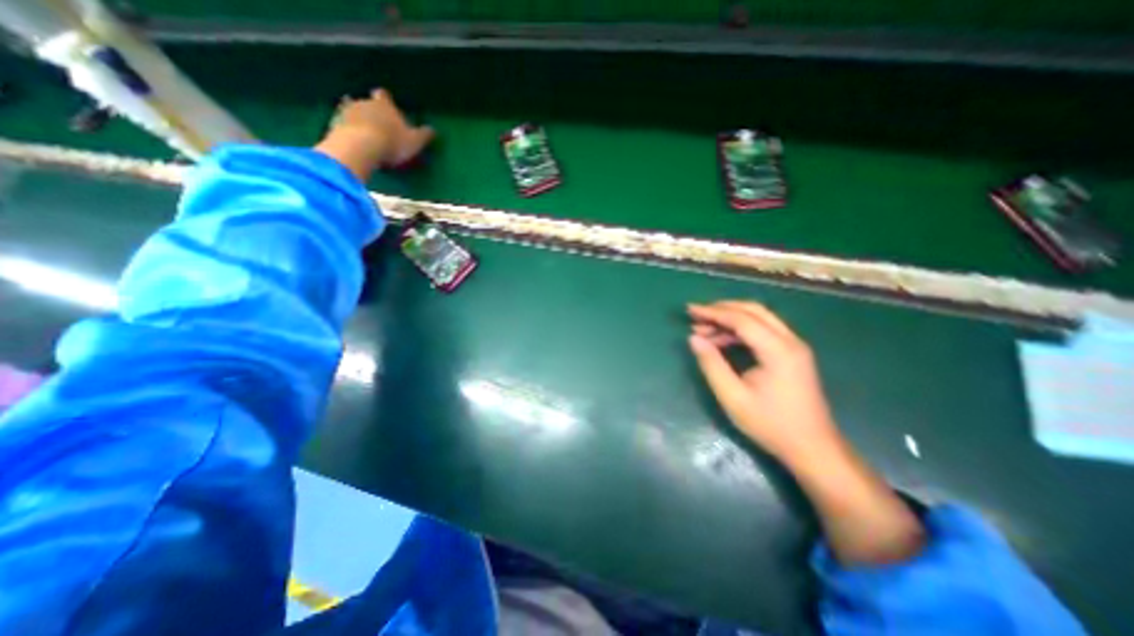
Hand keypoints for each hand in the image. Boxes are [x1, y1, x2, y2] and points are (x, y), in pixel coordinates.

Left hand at [315, 86, 434, 178]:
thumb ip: (424, 135)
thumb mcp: (415, 142)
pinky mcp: (334, 124)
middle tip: (377, 124)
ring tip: (362, 132)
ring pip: (350, 110)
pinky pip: (340, 124)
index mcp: (384, 105)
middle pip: (366, 102)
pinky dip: (345, 129)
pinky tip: (349, 139)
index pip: (384, 95)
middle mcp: (364, 103)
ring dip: (356, 119)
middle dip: (370, 111)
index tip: (388, 106)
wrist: (360, 147)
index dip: (385, 100)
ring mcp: (346, 112)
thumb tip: (433, 130)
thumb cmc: (392, 143)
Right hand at [681, 300, 840, 464]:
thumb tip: (693, 338)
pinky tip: (722, 341)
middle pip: (753, 311)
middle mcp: (790, 341)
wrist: (813, 448)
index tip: (690, 310)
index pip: (741, 319)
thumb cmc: (770, 424)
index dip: (713, 312)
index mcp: (778, 350)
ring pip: (759, 318)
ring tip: (703, 331)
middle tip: (696, 316)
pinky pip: (764, 330)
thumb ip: (711, 364)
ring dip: (730, 319)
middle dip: (721, 309)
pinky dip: (740, 330)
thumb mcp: (732, 397)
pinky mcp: (793, 354)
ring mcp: (794, 346)